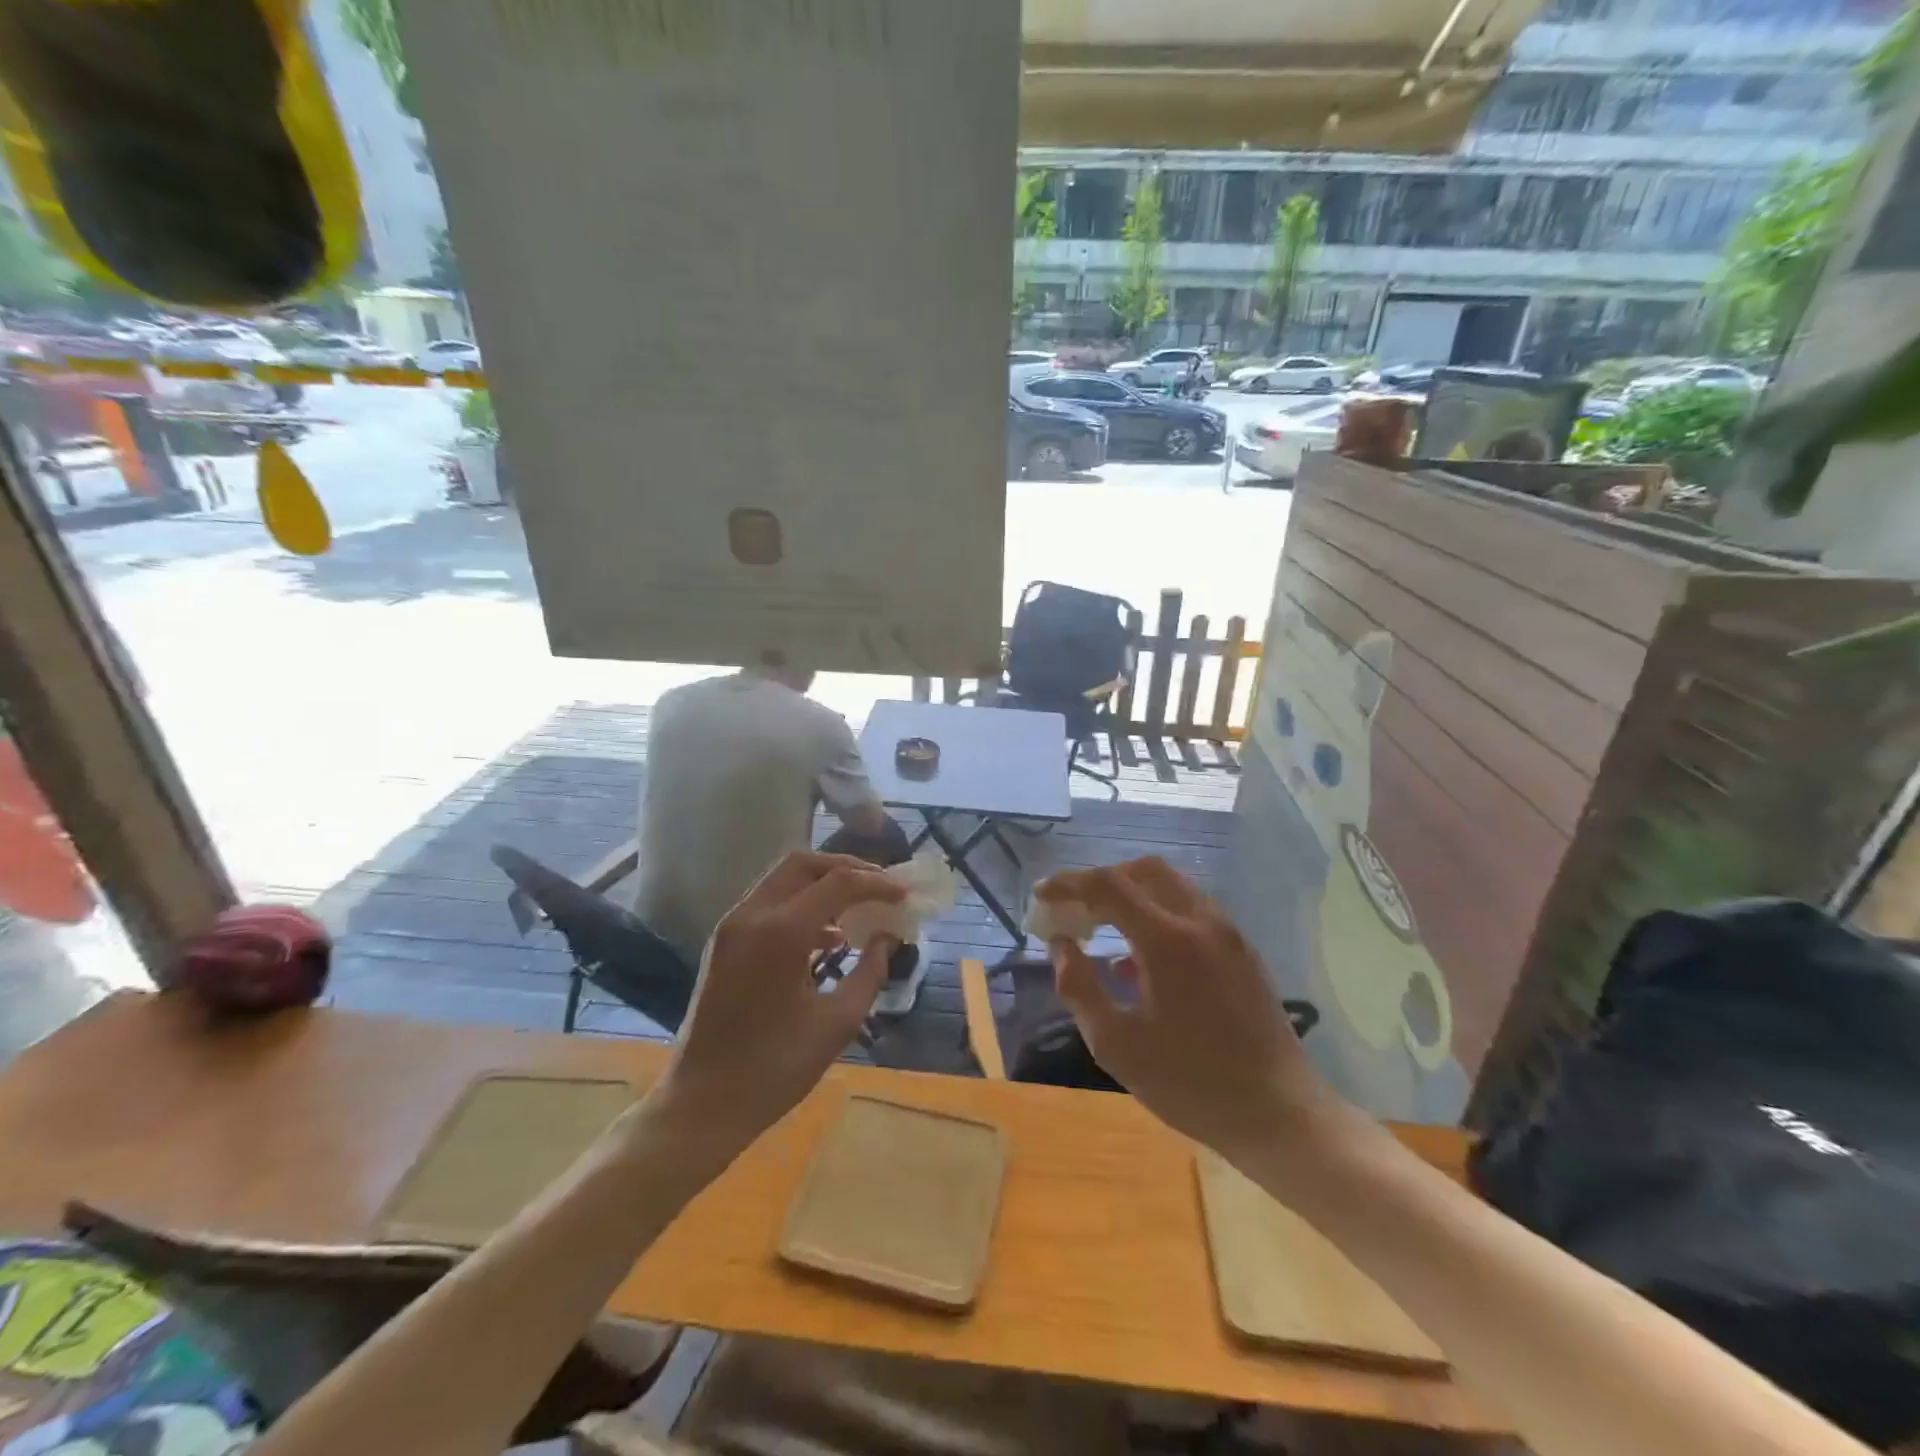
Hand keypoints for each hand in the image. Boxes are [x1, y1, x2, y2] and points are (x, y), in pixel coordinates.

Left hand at [659, 852, 903, 1147]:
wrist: (703, 1103)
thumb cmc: (774, 1069)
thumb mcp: (837, 1024)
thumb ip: (869, 972)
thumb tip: (887, 939)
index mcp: (781, 933)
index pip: (838, 883)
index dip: (877, 884)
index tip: (904, 895)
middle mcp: (752, 915)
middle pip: (805, 864)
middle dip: (847, 868)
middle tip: (880, 886)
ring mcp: (732, 926)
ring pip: (784, 878)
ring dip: (823, 883)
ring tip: (860, 906)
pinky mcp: (724, 941)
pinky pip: (769, 902)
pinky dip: (801, 903)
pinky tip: (829, 935)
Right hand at [1036, 858, 1339, 1167]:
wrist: (1280, 1115)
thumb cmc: (1192, 1085)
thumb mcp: (1117, 1045)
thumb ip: (1079, 987)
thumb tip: (1061, 946)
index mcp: (1168, 939)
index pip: (1108, 885)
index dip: (1068, 884)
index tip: (1040, 896)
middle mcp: (1201, 921)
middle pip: (1143, 871)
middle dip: (1100, 881)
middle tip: (1072, 910)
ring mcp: (1227, 933)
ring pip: (1170, 886)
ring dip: (1130, 894)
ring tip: (1099, 929)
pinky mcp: (1241, 950)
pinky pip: (1190, 909)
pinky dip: (1156, 913)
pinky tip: (1137, 959)